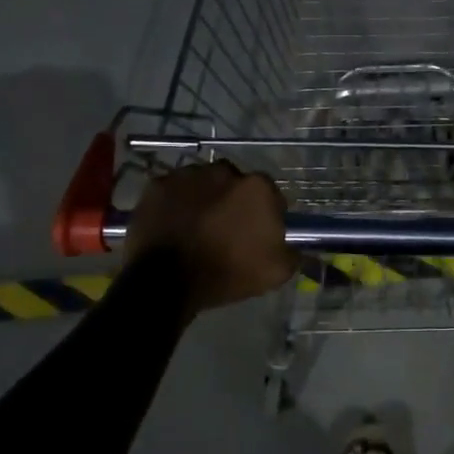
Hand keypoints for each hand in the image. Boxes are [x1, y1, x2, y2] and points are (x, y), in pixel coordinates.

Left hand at [125, 162, 296, 315]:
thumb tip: (296, 247)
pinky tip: (174, 224)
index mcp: (257, 188)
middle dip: (234, 201)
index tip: (259, 233)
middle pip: (235, 184)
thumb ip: (293, 253)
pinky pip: (174, 190)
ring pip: (203, 183)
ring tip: (197, 226)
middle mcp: (224, 171)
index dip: (266, 214)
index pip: (270, 194)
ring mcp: (187, 175)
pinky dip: (177, 203)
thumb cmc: (226, 273)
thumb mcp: (275, 272)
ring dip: (205, 199)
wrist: (166, 282)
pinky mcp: (158, 185)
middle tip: (226, 229)